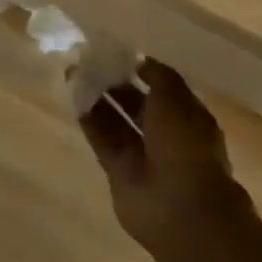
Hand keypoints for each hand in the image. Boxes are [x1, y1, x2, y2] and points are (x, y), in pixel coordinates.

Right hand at [78, 59, 246, 255]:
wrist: (180, 207)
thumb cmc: (185, 147)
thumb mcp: (176, 101)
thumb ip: (158, 78)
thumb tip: (142, 61)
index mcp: (188, 116)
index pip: (163, 88)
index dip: (142, 70)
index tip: (118, 53)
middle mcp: (165, 134)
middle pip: (137, 104)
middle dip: (116, 84)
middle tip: (89, 61)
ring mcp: (142, 154)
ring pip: (117, 121)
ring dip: (98, 99)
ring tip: (74, 74)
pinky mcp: (118, 171)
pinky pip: (103, 140)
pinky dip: (90, 121)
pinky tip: (74, 100)